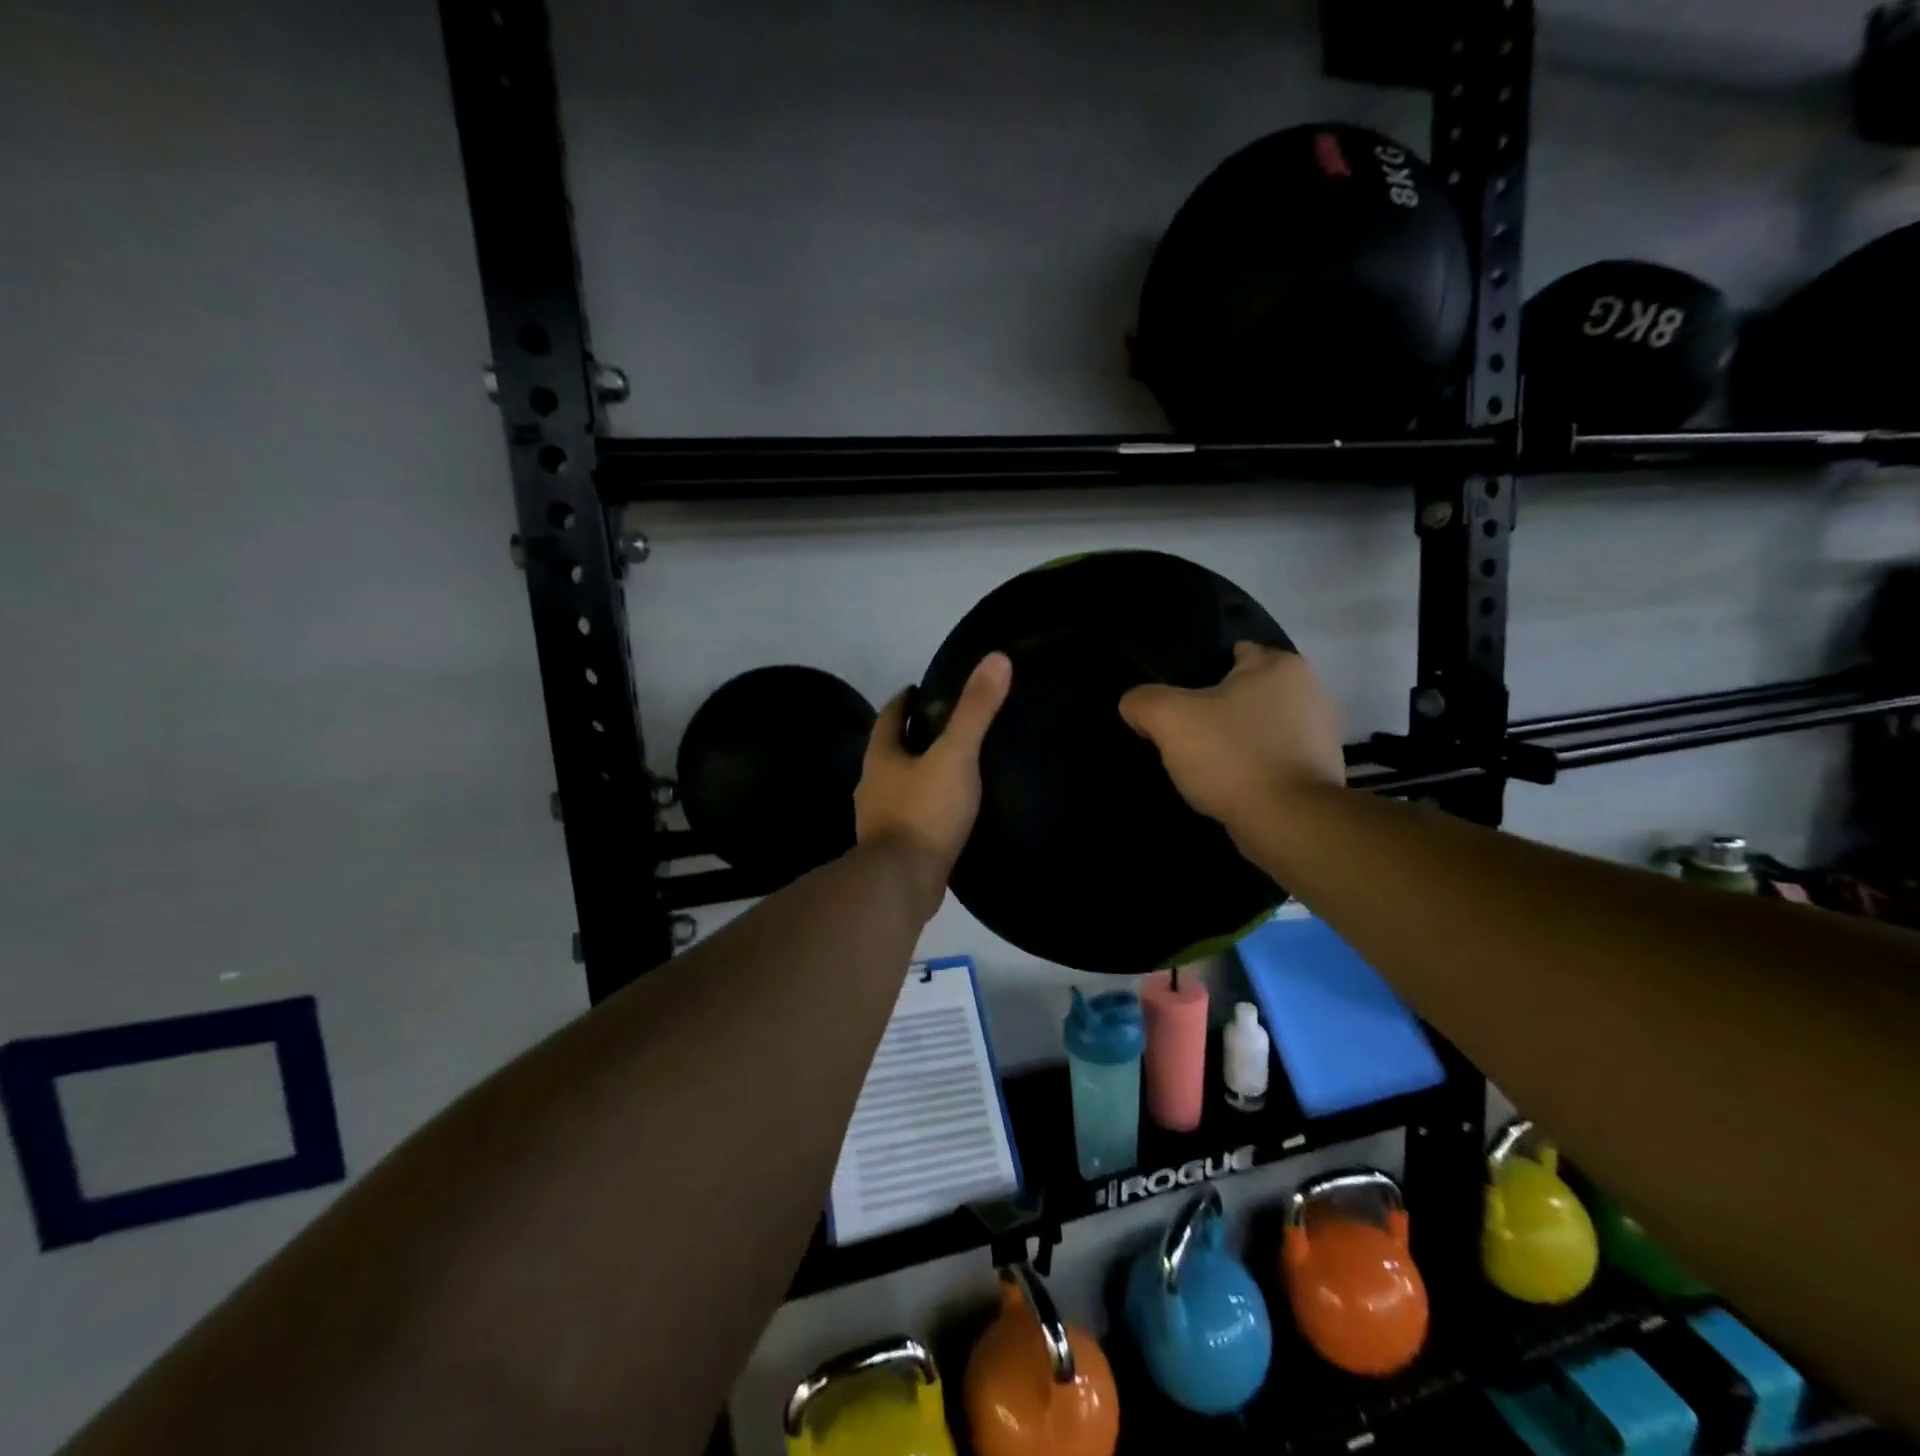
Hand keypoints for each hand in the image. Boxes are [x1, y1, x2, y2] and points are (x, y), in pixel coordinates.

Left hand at [856, 652, 1012, 887]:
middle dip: (911, 737)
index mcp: (881, 757)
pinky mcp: (892, 848)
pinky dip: (923, 806)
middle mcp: (872, 785)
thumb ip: (976, 710)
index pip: (889, 716)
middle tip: (943, 727)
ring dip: (916, 773)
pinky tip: (945, 812)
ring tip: (949, 768)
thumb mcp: (956, 755)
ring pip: (897, 785)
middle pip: (890, 750)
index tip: (919, 689)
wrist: (902, 882)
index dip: (904, 700)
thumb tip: (997, 658)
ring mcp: (878, 819)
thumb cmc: (925, 811)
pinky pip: (909, 816)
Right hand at [1119, 643, 1345, 833]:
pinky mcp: (1320, 771)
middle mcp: (1311, 690)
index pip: (1235, 652)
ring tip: (1206, 763)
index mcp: (1281, 666)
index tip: (1179, 699)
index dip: (1202, 672)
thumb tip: (1135, 705)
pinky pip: (1275, 758)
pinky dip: (1255, 766)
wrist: (1288, 822)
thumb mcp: (1169, 719)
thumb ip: (1143, 701)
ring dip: (1238, 739)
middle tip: (1187, 732)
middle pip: (1247, 692)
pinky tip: (1232, 783)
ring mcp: (1322, 733)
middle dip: (1220, 708)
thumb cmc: (1232, 756)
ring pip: (1261, 726)